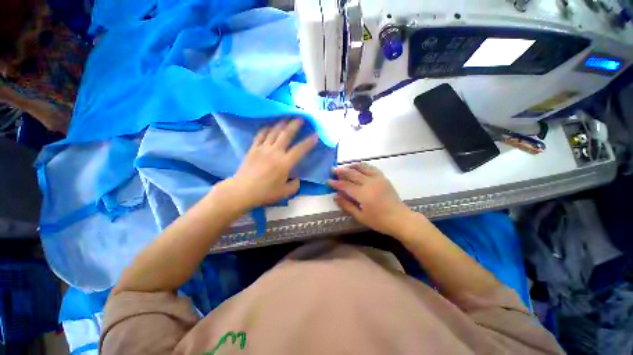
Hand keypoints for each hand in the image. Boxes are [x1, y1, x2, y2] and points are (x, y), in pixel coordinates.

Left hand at [219, 119, 318, 211]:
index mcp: (285, 163)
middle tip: (301, 117)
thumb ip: (295, 185)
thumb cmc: (265, 193)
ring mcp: (263, 148)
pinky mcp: (253, 148)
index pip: (300, 149)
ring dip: (282, 123)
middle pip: (287, 134)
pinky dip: (267, 128)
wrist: (242, 191)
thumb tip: (297, 178)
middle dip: (295, 124)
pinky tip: (270, 126)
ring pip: (274, 131)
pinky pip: (261, 135)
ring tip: (288, 117)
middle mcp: (275, 152)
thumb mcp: (285, 193)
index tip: (316, 134)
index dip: (309, 142)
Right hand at [328, 163, 415, 236]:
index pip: (345, 185)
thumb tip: (335, 196)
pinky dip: (363, 165)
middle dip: (341, 171)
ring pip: (361, 167)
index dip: (336, 183)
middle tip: (333, 170)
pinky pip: (371, 167)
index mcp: (363, 194)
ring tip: (344, 167)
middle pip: (352, 174)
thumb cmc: (379, 221)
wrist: (400, 218)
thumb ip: (346, 205)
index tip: (328, 181)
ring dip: (351, 166)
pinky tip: (358, 167)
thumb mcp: (360, 216)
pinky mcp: (383, 177)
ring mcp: (377, 178)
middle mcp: (369, 183)